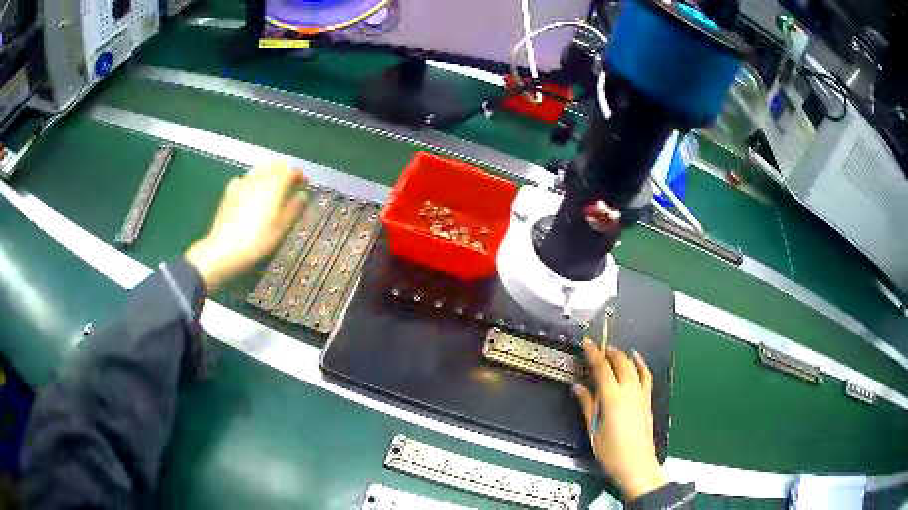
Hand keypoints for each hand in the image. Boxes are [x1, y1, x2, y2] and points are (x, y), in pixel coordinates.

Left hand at [186, 162, 305, 289]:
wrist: (224, 250)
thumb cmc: (257, 241)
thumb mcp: (281, 228)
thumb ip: (293, 209)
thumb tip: (302, 195)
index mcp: (274, 185)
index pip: (291, 171)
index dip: (299, 175)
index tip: (304, 182)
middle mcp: (259, 179)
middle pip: (274, 165)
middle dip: (284, 170)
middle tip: (290, 182)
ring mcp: (242, 183)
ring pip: (259, 169)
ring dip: (269, 172)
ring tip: (272, 185)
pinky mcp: (230, 191)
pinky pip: (245, 178)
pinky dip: (253, 180)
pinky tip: (251, 190)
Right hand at [573, 339, 665, 500]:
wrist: (636, 464)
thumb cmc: (611, 451)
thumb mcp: (593, 430)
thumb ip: (587, 405)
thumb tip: (578, 387)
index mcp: (613, 398)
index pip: (603, 368)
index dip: (594, 353)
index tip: (586, 343)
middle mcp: (629, 391)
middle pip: (621, 362)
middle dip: (609, 352)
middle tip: (597, 349)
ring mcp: (641, 394)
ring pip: (633, 366)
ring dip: (623, 356)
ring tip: (612, 351)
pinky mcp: (648, 400)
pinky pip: (646, 376)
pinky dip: (641, 364)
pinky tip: (636, 358)